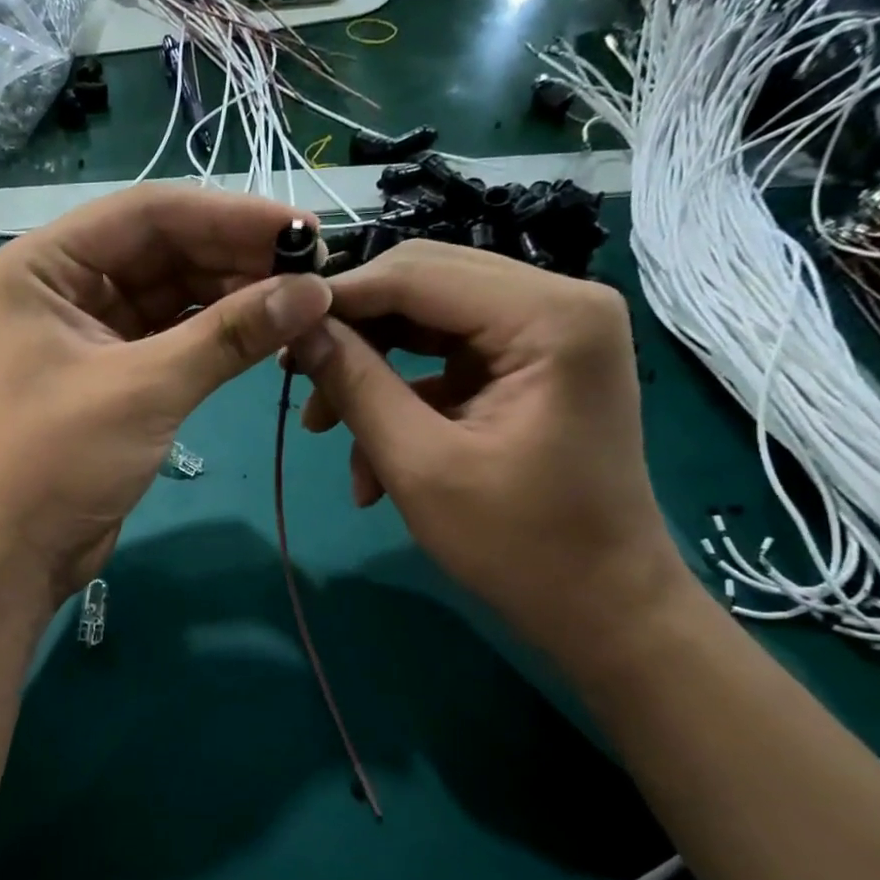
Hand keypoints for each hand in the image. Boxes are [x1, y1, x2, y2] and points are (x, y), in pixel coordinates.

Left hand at [0, 187, 331, 602]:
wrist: (17, 552)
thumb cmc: (59, 461)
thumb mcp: (146, 389)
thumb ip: (230, 335)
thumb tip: (316, 290)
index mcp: (48, 264)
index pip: (149, 213)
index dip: (230, 215)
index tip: (304, 229)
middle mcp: (67, 283)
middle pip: (164, 249)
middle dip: (237, 256)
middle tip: (316, 268)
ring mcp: (91, 328)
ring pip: (174, 292)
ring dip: (234, 294)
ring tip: (303, 298)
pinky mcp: (115, 370)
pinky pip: (174, 333)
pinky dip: (218, 332)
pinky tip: (268, 329)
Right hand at [287, 243, 688, 658]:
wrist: (602, 606)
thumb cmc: (519, 544)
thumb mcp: (419, 465)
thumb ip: (355, 385)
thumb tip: (298, 328)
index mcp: (549, 316)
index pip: (417, 274)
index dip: (340, 297)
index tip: (277, 329)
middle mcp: (557, 303)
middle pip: (423, 285)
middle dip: (355, 334)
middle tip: (295, 375)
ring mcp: (546, 334)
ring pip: (427, 322)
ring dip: (372, 372)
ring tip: (324, 431)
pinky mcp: (530, 366)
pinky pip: (446, 361)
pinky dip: (403, 400)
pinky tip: (371, 462)